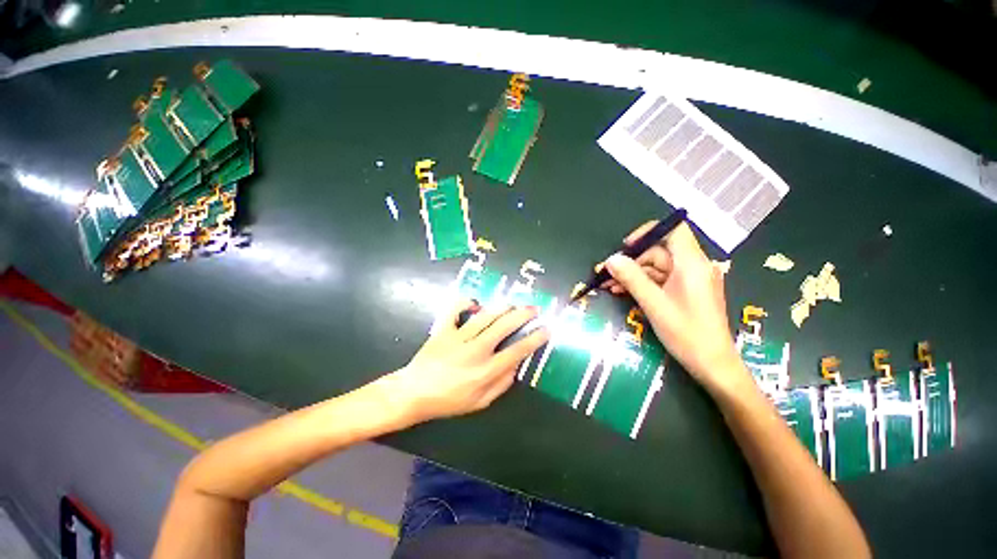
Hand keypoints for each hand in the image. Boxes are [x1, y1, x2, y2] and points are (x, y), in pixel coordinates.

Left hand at [380, 301, 549, 425]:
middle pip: (504, 327)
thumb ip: (501, 385)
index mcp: (486, 370)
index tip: (546, 329)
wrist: (414, 393)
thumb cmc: (449, 401)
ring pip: (485, 316)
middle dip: (523, 315)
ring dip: (502, 307)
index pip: (517, 351)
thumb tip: (516, 366)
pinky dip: (465, 303)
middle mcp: (476, 350)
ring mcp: (458, 337)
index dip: (534, 339)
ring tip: (514, 303)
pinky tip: (475, 302)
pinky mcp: (444, 330)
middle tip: (534, 308)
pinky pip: (455, 310)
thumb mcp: (479, 403)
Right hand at [600, 221, 748, 393]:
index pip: (673, 231)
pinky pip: (661, 281)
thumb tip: (610, 259)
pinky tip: (623, 292)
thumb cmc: (686, 333)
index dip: (648, 232)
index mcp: (692, 264)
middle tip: (606, 274)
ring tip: (609, 286)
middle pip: (659, 252)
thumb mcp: (653, 303)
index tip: (626, 246)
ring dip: (633, 275)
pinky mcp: (687, 292)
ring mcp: (691, 280)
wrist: (712, 365)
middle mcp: (694, 267)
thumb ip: (631, 278)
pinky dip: (643, 284)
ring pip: (657, 268)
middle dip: (631, 262)